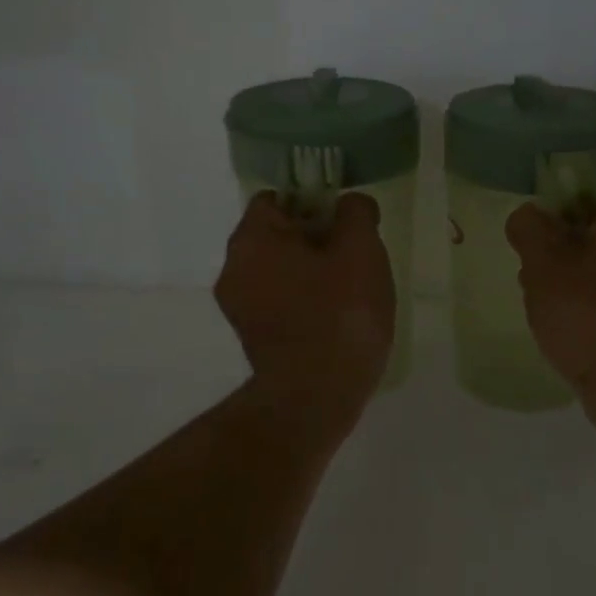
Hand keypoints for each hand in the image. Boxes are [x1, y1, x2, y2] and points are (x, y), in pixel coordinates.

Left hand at [218, 192, 395, 409]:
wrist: (316, 395)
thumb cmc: (340, 313)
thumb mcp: (362, 250)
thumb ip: (356, 214)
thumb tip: (351, 204)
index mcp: (252, 239)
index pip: (277, 199)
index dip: (314, 202)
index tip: (346, 224)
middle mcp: (233, 268)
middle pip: (278, 235)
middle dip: (317, 239)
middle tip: (355, 258)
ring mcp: (238, 307)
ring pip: (280, 270)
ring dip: (312, 272)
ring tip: (350, 292)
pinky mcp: (251, 338)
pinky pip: (280, 301)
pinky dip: (304, 301)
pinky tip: (335, 319)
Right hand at [506, 194, 595, 409]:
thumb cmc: (587, 315)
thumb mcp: (544, 264)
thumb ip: (529, 229)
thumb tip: (528, 215)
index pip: (583, 196)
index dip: (550, 213)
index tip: (528, 242)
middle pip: (585, 232)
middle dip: (552, 252)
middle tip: (530, 276)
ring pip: (590, 266)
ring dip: (560, 280)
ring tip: (540, 305)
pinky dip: (578, 303)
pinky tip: (559, 325)